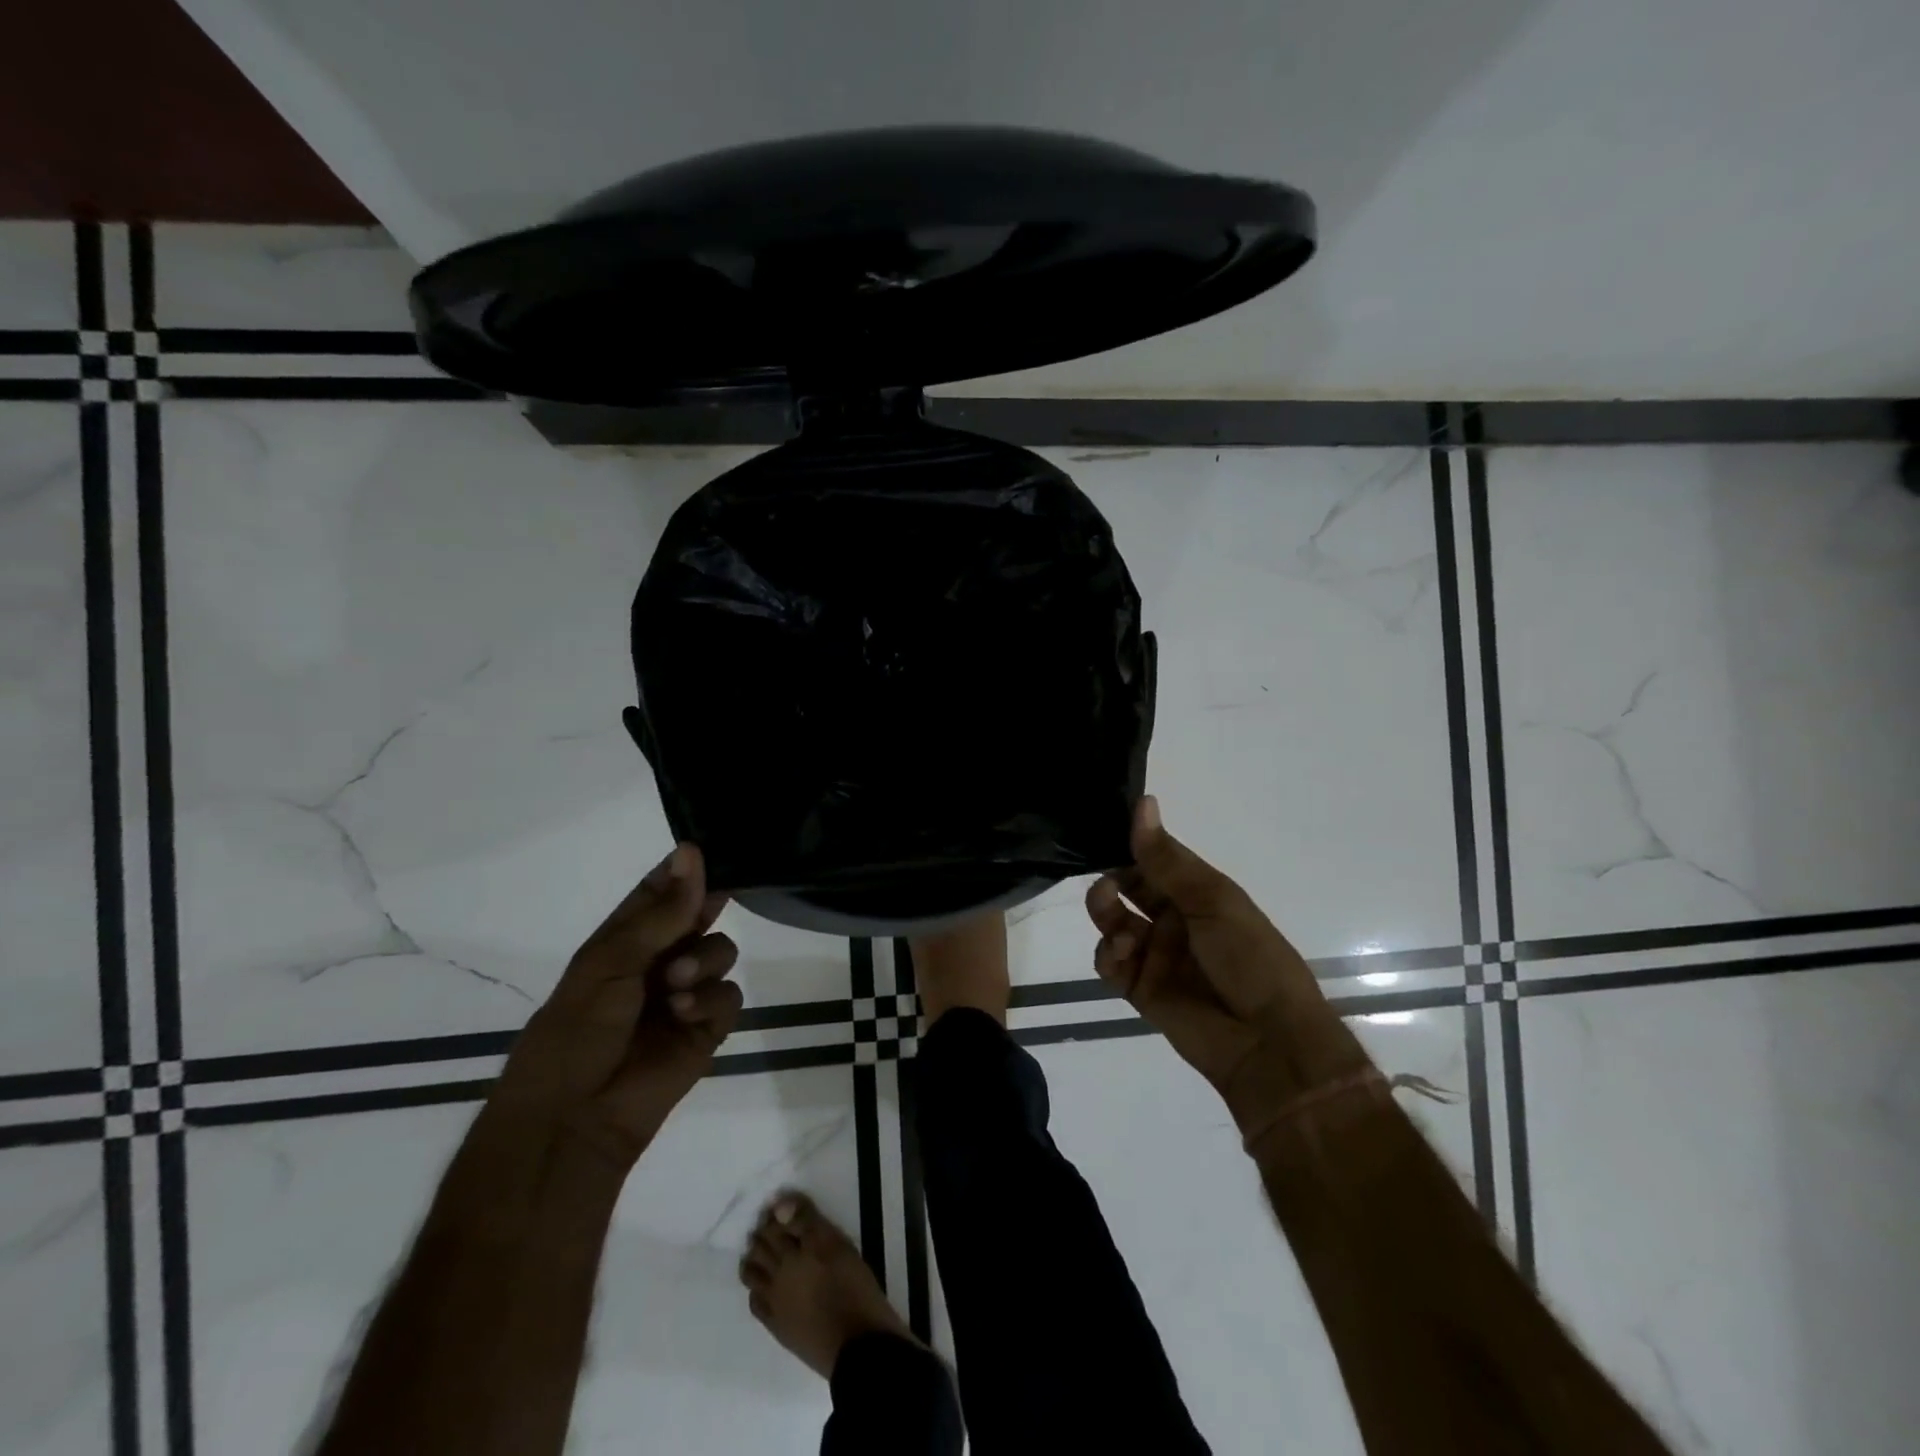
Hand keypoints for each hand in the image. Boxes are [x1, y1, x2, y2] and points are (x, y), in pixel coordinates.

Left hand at [495, 843, 743, 1166]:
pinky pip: (729, 996)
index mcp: (623, 940)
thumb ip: (662, 912)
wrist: (573, 1120)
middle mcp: (658, 961)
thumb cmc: (575, 1031)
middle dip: (703, 912)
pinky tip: (685, 1015)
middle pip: (699, 915)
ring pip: (721, 951)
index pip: (659, 891)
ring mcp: (685, 995)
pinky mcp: (706, 1030)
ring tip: (676, 986)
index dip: (681, 870)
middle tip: (701, 916)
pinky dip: (710, 1001)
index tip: (702, 852)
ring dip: (704, 961)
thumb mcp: (610, 961)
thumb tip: (692, 851)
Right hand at [1085, 798, 1370, 1134]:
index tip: (1100, 829)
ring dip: (1105, 913)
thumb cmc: (1249, 957)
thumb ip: (1166, 858)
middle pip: (1128, 889)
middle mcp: (1174, 919)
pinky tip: (1119, 953)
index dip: (1130, 845)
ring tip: (1112, 920)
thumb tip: (1142, 802)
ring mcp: (1156, 954)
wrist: (1268, 1040)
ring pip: (1113, 923)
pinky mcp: (1140, 988)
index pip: (1154, 859)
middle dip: (1111, 879)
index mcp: (1197, 893)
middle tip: (1102, 881)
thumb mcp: (1210, 900)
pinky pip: (1110, 963)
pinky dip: (1106, 954)